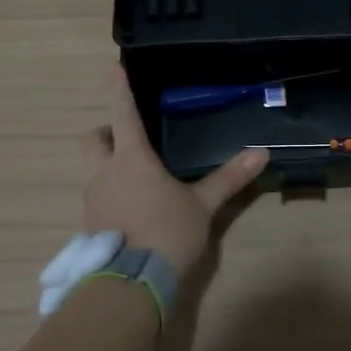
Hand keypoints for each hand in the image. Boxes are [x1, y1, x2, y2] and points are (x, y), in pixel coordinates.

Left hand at [82, 69, 268, 274]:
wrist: (130, 282)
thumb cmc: (167, 232)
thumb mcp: (202, 205)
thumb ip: (229, 179)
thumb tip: (261, 153)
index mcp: (131, 158)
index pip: (122, 113)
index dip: (119, 89)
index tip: (115, 68)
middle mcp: (105, 173)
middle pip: (94, 139)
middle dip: (107, 131)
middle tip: (128, 136)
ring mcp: (93, 200)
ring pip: (93, 170)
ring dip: (109, 165)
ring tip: (137, 177)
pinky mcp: (89, 226)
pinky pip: (97, 198)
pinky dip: (110, 194)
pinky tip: (132, 210)